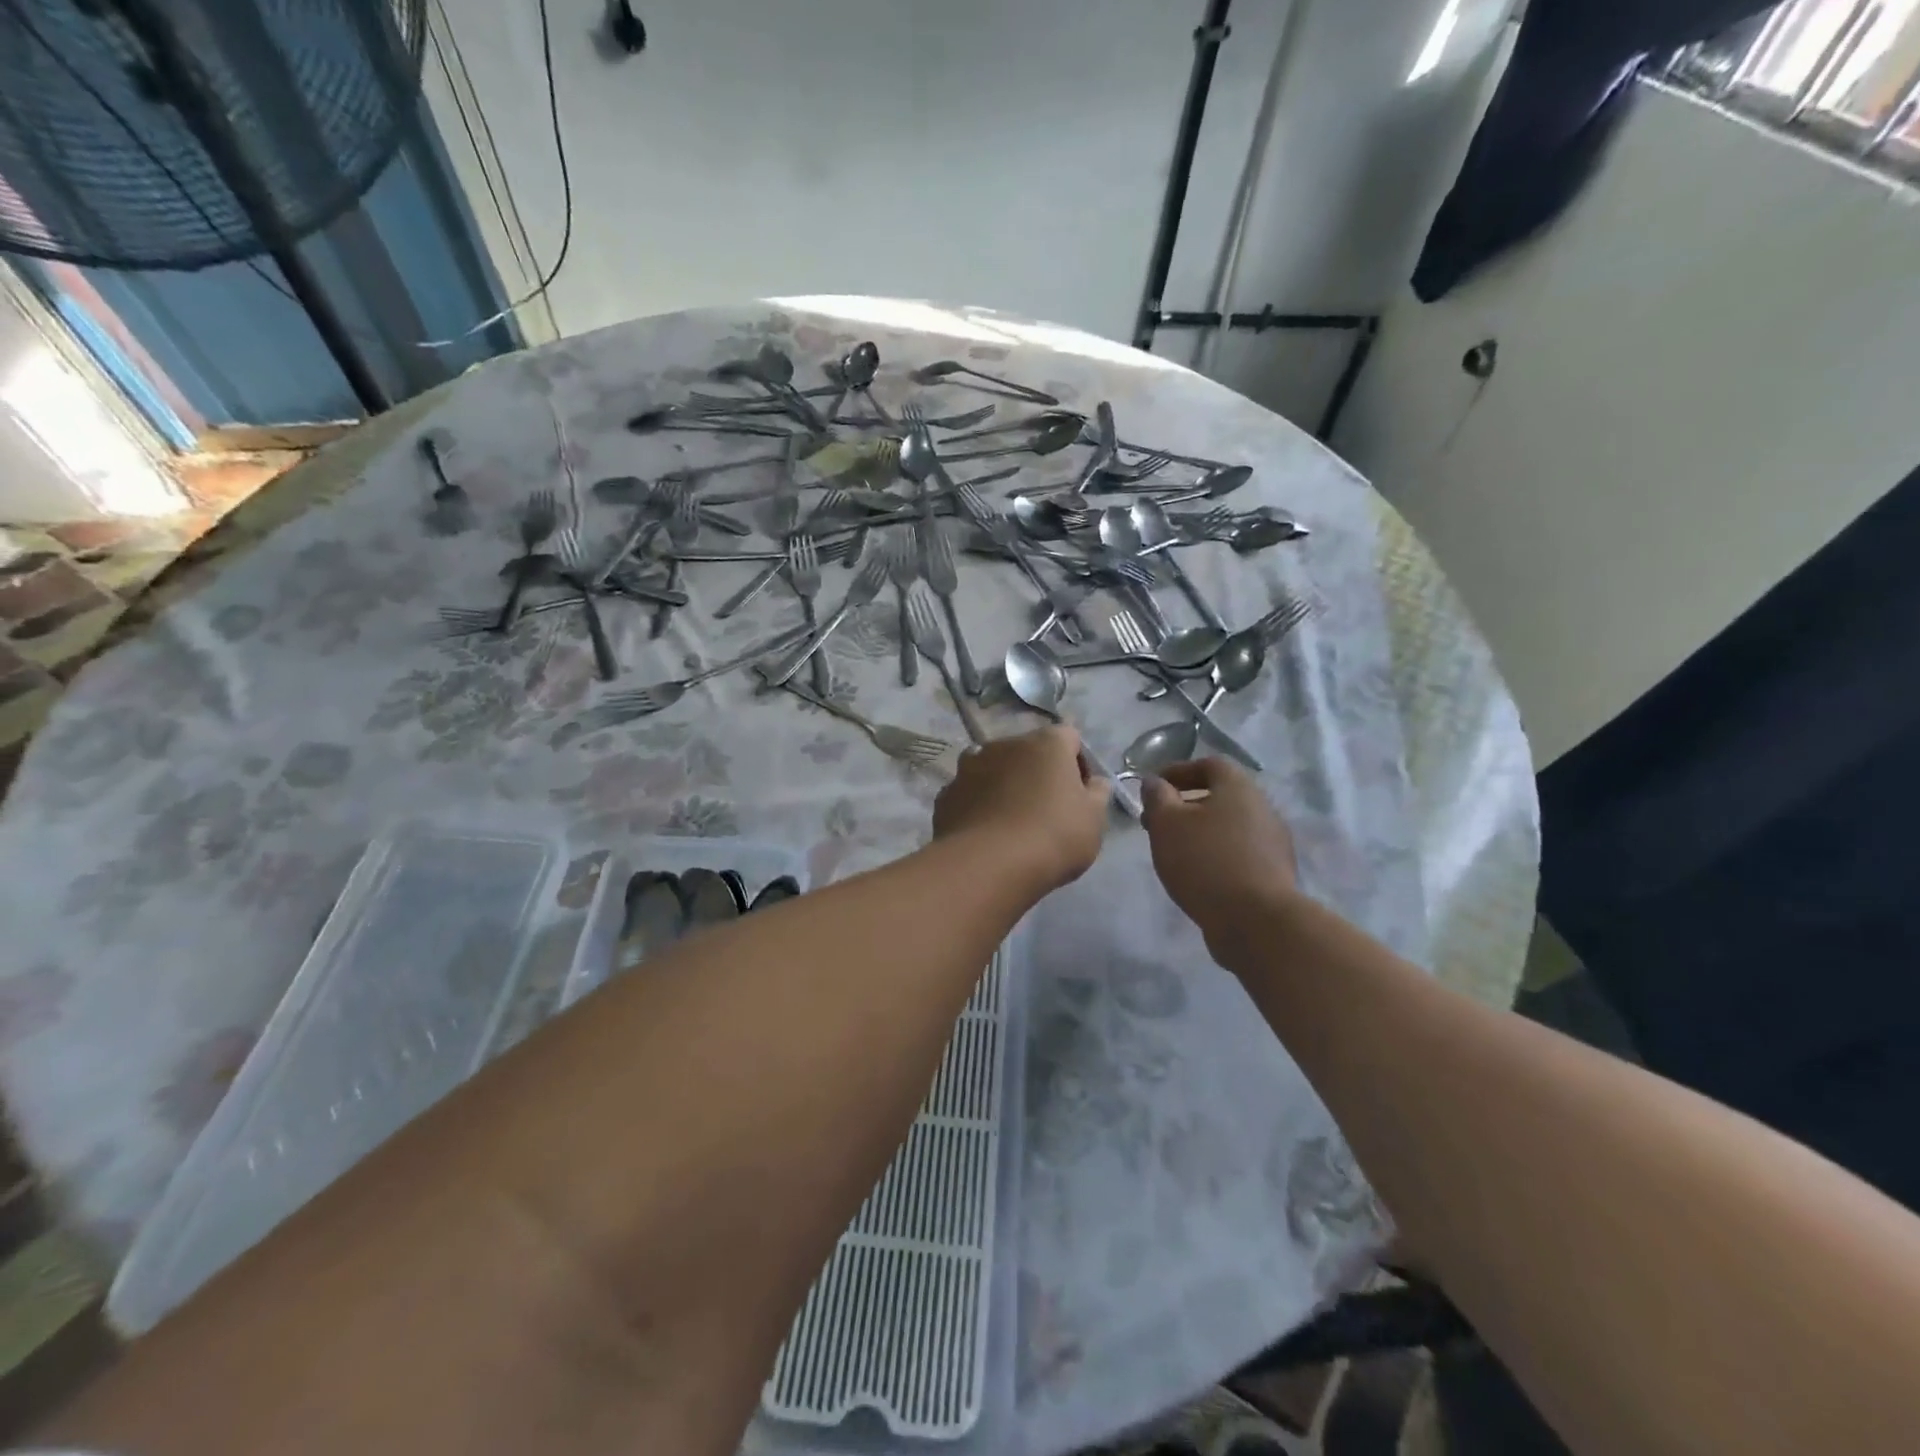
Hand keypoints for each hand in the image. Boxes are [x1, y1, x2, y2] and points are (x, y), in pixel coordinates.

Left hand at [933, 727, 1111, 892]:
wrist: (988, 865)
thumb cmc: (1053, 836)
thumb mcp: (1094, 819)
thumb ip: (1097, 793)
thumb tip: (1094, 781)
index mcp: (1046, 743)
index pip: (1069, 737)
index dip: (1077, 763)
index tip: (1079, 794)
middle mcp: (1004, 744)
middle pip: (1027, 752)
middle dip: (1037, 773)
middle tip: (1046, 811)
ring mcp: (969, 767)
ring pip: (993, 770)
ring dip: (1003, 786)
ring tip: (1010, 824)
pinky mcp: (946, 794)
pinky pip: (969, 794)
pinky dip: (978, 807)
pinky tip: (985, 835)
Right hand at [1140, 759, 1297, 935]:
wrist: (1256, 920)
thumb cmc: (1205, 861)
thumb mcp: (1166, 823)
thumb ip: (1157, 797)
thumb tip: (1155, 782)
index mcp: (1239, 787)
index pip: (1209, 764)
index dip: (1178, 771)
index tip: (1153, 787)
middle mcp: (1262, 807)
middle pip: (1220, 796)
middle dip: (1185, 804)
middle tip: (1156, 822)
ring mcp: (1272, 842)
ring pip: (1229, 826)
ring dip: (1200, 831)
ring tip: (1173, 850)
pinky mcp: (1274, 873)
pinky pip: (1239, 852)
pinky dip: (1215, 854)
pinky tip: (1197, 873)